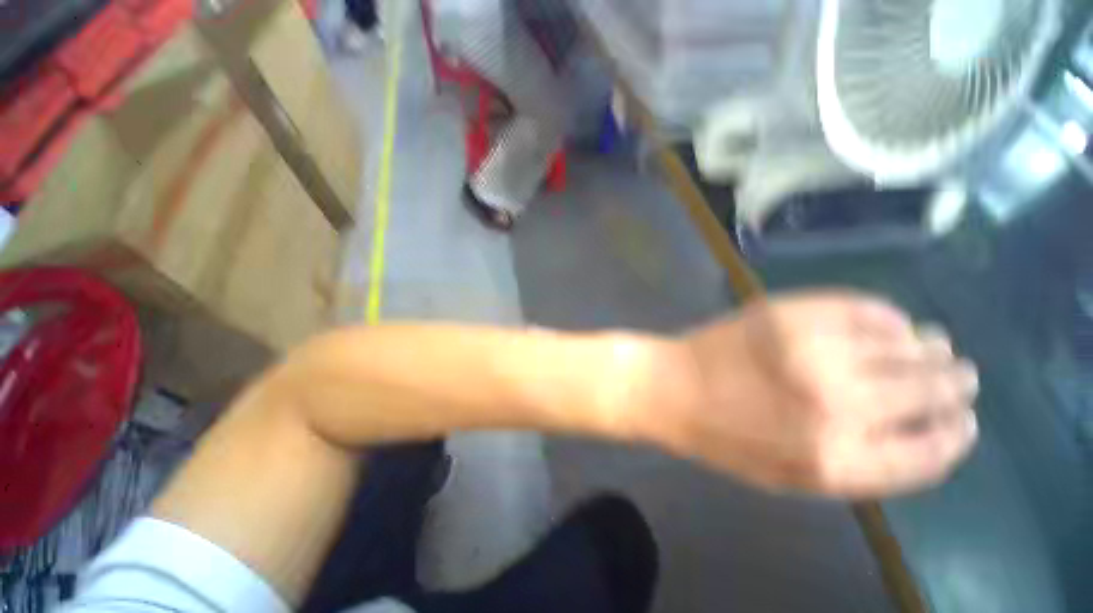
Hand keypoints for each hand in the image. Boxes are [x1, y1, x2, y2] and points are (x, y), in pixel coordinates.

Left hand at [650, 291, 978, 498]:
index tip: (964, 424)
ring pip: (904, 348)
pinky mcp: (789, 313)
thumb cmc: (723, 437)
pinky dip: (887, 316)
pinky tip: (896, 322)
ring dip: (930, 349)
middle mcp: (839, 404)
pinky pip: (860, 308)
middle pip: (927, 393)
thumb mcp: (789, 477)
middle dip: (952, 384)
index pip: (928, 453)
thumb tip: (916, 435)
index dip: (954, 438)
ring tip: (938, 347)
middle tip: (961, 375)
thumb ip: (857, 467)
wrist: (673, 387)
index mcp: (838, 460)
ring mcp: (814, 350)